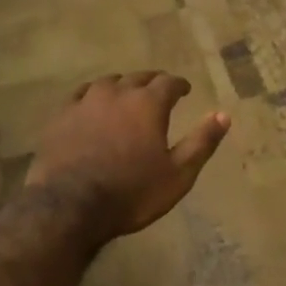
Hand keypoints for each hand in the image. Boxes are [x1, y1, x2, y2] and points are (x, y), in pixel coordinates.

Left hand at [26, 72, 230, 242]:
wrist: (69, 207)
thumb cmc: (131, 192)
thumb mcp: (178, 174)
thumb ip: (202, 142)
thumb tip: (224, 114)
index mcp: (149, 103)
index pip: (169, 82)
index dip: (179, 85)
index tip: (184, 90)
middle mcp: (119, 93)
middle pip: (139, 77)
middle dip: (152, 82)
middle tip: (158, 91)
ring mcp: (86, 101)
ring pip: (109, 82)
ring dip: (123, 86)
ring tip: (126, 96)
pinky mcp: (62, 115)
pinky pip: (81, 94)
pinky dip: (93, 95)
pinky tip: (93, 104)